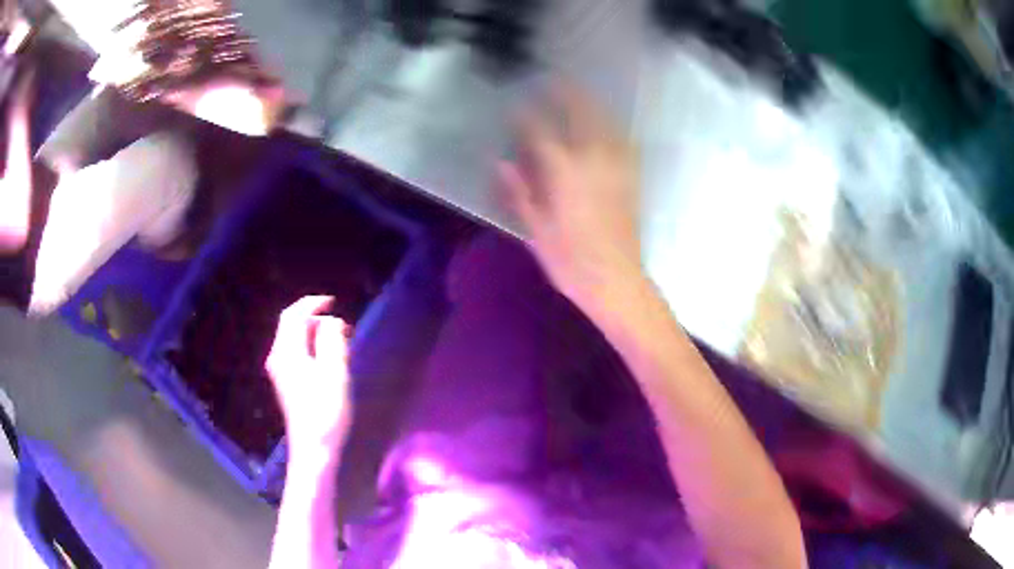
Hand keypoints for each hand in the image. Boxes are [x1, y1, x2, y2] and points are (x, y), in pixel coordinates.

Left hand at [266, 296, 352, 452]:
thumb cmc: (325, 410)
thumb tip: (331, 322)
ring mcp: (279, 371)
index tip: (333, 302)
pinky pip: (296, 353)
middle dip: (315, 319)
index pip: (293, 316)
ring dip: (315, 334)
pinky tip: (328, 359)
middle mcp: (278, 357)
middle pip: (291, 326)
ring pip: (294, 340)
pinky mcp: (285, 383)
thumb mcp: (335, 372)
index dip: (312, 304)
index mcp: (286, 351)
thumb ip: (332, 341)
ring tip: (340, 342)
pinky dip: (311, 347)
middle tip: (343, 327)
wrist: (313, 448)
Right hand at [499, 85, 643, 317]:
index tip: (516, 106)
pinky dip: (611, 126)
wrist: (617, 281)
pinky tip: (605, 124)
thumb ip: (520, 193)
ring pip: (605, 123)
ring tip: (578, 94)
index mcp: (564, 173)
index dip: (526, 116)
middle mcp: (593, 161)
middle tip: (553, 82)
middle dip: (566, 94)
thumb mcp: (536, 230)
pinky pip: (622, 141)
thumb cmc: (571, 262)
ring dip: (591, 104)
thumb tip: (503, 164)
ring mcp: (617, 167)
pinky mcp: (631, 178)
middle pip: (581, 114)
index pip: (540, 132)